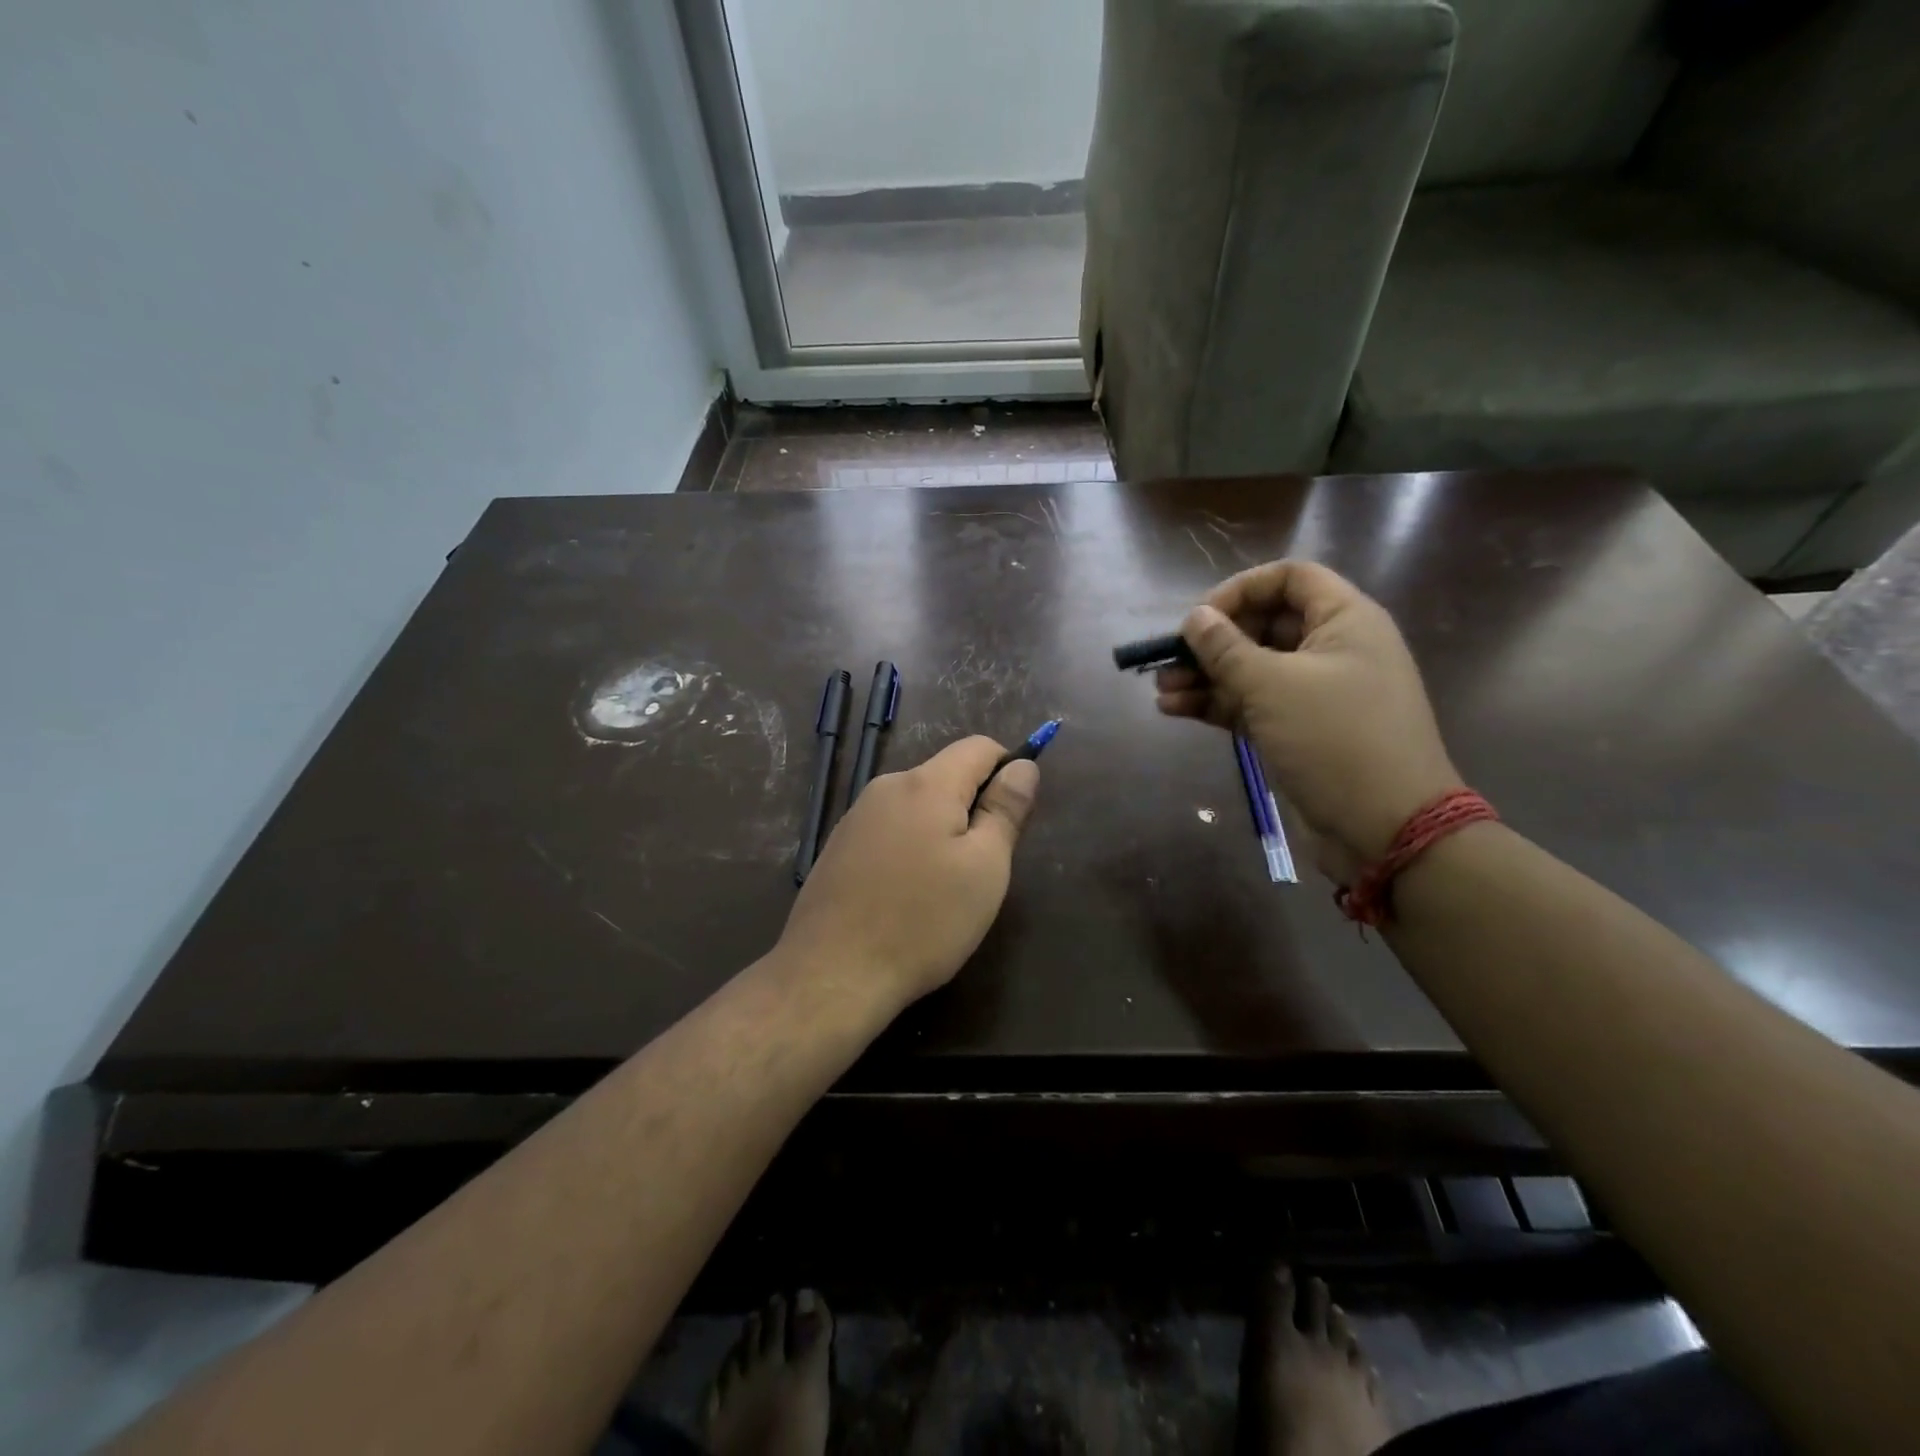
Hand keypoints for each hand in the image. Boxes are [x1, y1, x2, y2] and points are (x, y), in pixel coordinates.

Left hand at [776, 736, 1039, 1010]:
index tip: (1014, 816)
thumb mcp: (984, 868)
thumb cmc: (923, 921)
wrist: (832, 973)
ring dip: (941, 830)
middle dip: (973, 806)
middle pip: (946, 775)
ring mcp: (856, 816)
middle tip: (983, 865)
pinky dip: (911, 847)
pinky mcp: (839, 846)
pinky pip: (890, 829)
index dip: (1007, 768)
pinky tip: (907, 894)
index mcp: (926, 784)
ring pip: (917, 805)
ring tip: (945, 887)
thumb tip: (1023, 764)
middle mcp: (887, 786)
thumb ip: (1005, 809)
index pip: (978, 746)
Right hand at [1154, 560, 1461, 881]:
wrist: (1388, 828)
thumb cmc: (1335, 739)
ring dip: (1206, 677)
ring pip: (1253, 669)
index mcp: (1344, 620)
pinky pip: (1254, 704)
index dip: (1241, 589)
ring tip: (1162, 691)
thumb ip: (1226, 649)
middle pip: (1264, 625)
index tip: (1201, 619)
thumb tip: (1194, 619)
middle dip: (1213, 642)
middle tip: (1170, 660)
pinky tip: (1175, 710)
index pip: (1289, 578)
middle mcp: (1333, 648)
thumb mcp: (1273, 686)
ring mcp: (1317, 693)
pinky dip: (1218, 705)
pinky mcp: (1301, 730)